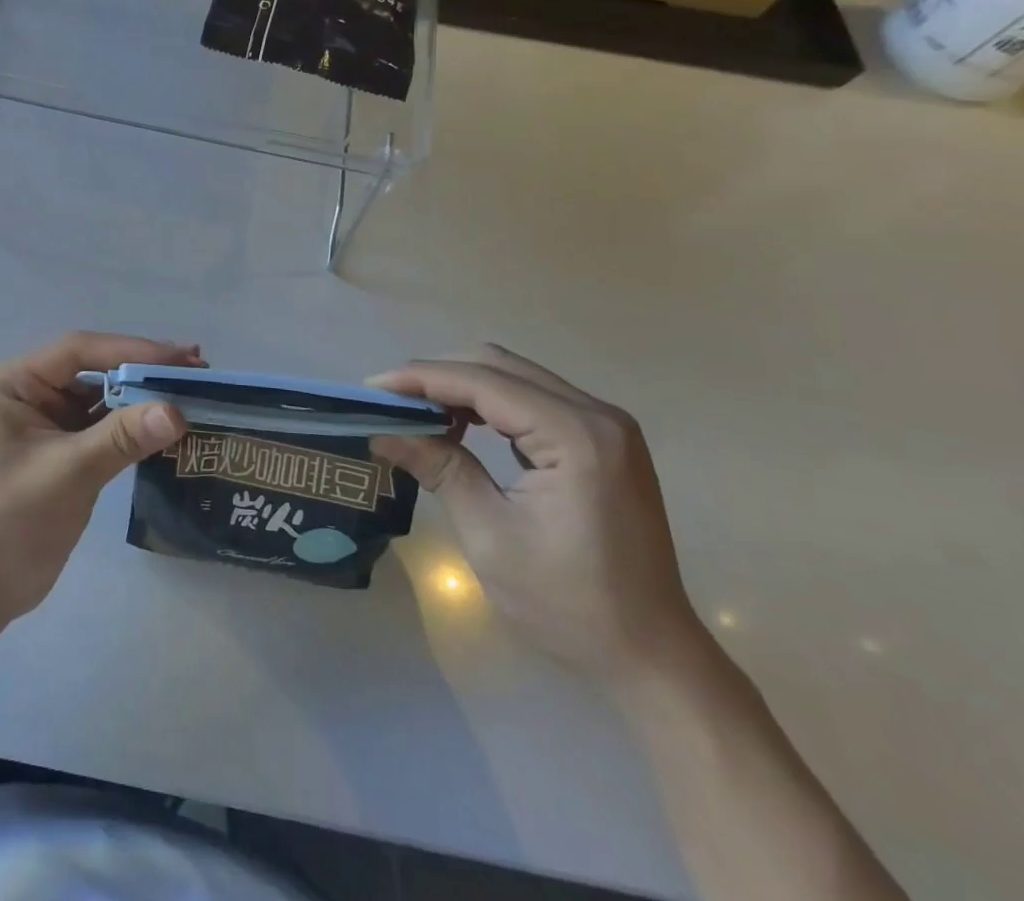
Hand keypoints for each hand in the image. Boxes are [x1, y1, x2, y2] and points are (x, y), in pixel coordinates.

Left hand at [0, 332, 198, 645]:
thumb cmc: (7, 523)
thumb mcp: (66, 473)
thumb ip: (121, 438)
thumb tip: (178, 411)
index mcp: (14, 383)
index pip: (78, 351)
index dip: (132, 350)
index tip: (182, 357)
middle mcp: (28, 393)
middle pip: (93, 370)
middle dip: (143, 371)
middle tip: (198, 370)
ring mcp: (45, 422)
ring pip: (102, 398)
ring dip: (142, 398)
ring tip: (192, 394)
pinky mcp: (61, 451)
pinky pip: (103, 427)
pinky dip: (133, 426)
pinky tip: (169, 426)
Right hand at [369, 346, 699, 681]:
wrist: (651, 658)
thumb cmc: (569, 604)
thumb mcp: (490, 535)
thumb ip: (439, 468)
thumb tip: (382, 432)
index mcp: (576, 436)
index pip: (483, 382)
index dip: (421, 379)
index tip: (371, 388)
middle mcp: (597, 415)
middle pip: (499, 366)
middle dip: (437, 377)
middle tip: (388, 400)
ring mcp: (605, 426)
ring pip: (515, 377)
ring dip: (461, 388)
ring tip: (414, 412)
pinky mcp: (603, 442)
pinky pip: (533, 400)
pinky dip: (489, 404)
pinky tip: (459, 426)